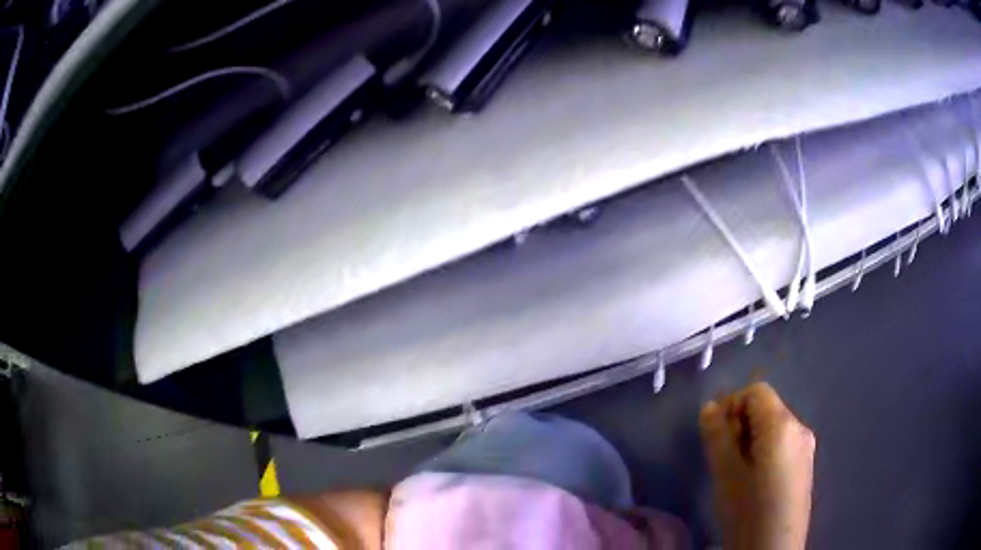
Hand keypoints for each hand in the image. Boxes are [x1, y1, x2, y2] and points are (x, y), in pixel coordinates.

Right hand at [699, 382, 815, 549]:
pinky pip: (782, 444)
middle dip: (741, 425)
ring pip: (773, 428)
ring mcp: (806, 447)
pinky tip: (754, 481)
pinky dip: (764, 451)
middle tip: (723, 457)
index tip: (716, 435)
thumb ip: (718, 436)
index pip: (756, 391)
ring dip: (751, 440)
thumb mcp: (726, 473)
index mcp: (783, 425)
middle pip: (766, 409)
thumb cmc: (748, 510)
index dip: (732, 405)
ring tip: (736, 472)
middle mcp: (800, 428)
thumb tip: (709, 407)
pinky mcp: (805, 465)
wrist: (773, 548)